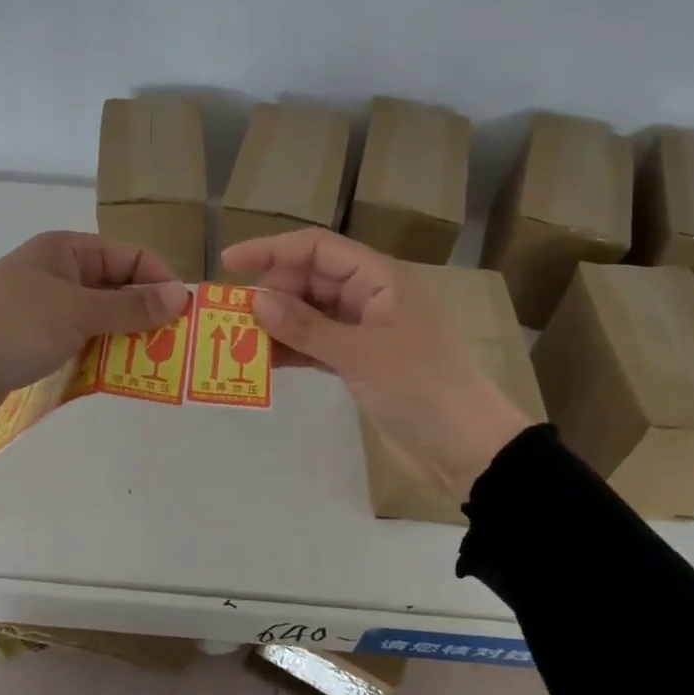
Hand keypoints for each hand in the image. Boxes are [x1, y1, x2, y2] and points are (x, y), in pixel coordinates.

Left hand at [0, 232, 186, 431]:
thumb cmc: (11, 328)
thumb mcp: (77, 312)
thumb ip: (131, 305)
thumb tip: (181, 295)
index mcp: (65, 250)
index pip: (130, 255)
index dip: (161, 280)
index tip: (186, 316)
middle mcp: (56, 273)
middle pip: (117, 287)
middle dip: (147, 313)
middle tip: (176, 346)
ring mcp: (42, 309)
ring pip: (100, 319)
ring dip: (127, 338)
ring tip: (155, 365)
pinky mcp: (33, 343)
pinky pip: (80, 343)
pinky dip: (101, 356)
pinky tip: (120, 376)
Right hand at [221, 228, 531, 498]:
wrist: (464, 446)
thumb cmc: (420, 387)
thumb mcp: (360, 353)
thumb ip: (306, 327)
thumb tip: (255, 300)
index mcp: (379, 278)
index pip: (317, 248)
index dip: (272, 250)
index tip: (229, 262)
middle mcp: (370, 296)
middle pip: (310, 279)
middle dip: (271, 292)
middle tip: (229, 314)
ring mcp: (364, 331)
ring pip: (310, 314)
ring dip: (277, 324)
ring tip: (237, 338)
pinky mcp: (359, 362)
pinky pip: (317, 345)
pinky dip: (292, 350)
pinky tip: (263, 361)